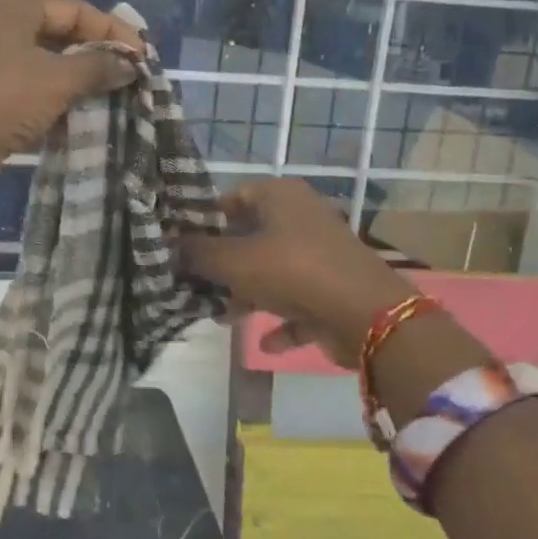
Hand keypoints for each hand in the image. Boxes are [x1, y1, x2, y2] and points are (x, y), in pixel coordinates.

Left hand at [0, 0, 143, 200]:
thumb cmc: (2, 100)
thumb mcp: (57, 80)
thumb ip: (98, 66)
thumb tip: (130, 65)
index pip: (74, 9)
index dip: (113, 33)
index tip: (144, 56)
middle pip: (58, 30)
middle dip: (94, 55)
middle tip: (129, 74)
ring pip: (42, 55)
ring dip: (75, 76)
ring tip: (111, 93)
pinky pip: (25, 76)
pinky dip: (51, 89)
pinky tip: (79, 107)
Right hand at [178, 178, 413, 366]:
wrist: (366, 315)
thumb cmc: (292, 271)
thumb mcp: (233, 260)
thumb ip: (198, 253)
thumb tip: (172, 246)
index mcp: (280, 196)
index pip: (232, 197)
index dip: (204, 219)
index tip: (179, 244)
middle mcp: (302, 218)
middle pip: (250, 236)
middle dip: (222, 263)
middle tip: (192, 283)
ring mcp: (320, 254)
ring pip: (271, 271)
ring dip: (246, 294)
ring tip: (219, 316)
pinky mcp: (332, 289)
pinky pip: (297, 303)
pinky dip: (280, 320)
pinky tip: (263, 342)